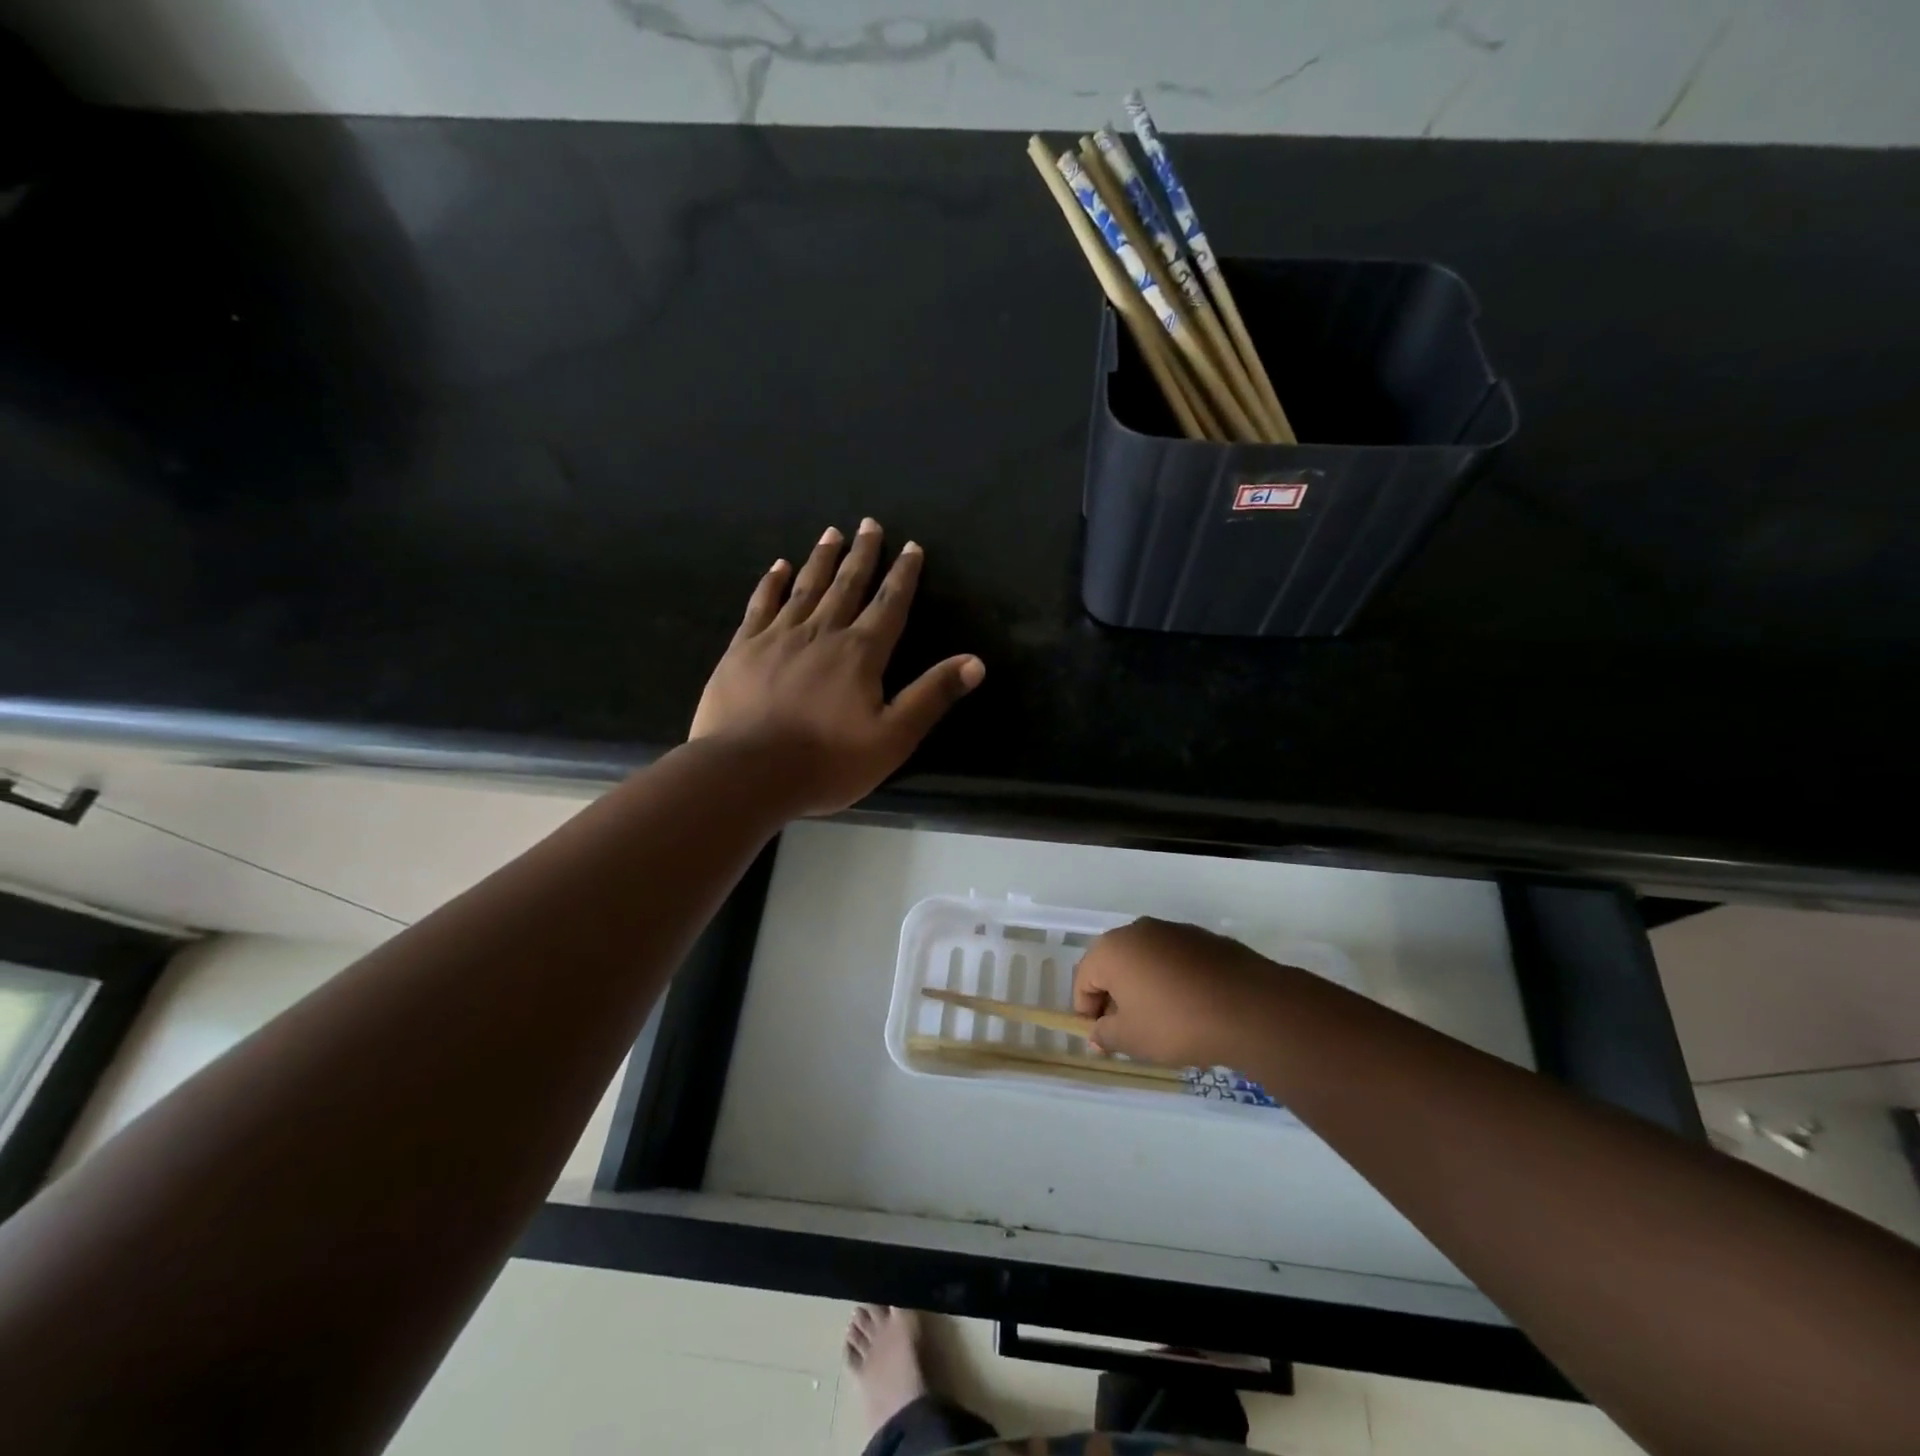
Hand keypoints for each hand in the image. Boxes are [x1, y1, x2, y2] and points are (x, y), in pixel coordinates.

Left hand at [690, 519, 984, 815]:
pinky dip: (772, 583)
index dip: (903, 575)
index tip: (911, 547)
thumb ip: (932, 696)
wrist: (747, 772)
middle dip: (862, 554)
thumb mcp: (893, 737)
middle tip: (868, 523)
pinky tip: (778, 566)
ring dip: (821, 559)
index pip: (889, 605)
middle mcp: (821, 633)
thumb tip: (975, 662)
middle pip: (847, 586)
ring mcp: (777, 637)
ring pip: (805, 587)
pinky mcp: (742, 649)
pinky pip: (761, 605)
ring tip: (831, 533)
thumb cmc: (827, 761)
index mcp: (860, 653)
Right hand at [1073, 918, 1282, 1067]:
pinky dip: (1172, 980)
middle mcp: (1137, 930)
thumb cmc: (1177, 1023)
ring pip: (1145, 961)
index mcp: (1112, 949)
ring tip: (1161, 1022)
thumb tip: (1096, 1034)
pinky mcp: (1203, 938)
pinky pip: (1174, 960)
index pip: (1083, 980)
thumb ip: (1105, 1035)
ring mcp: (1173, 930)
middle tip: (1129, 1032)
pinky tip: (1190, 1007)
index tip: (1103, 1039)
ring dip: (1143, 988)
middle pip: (1112, 966)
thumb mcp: (1132, 1039)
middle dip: (1115, 998)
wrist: (1250, 1008)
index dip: (1087, 1012)